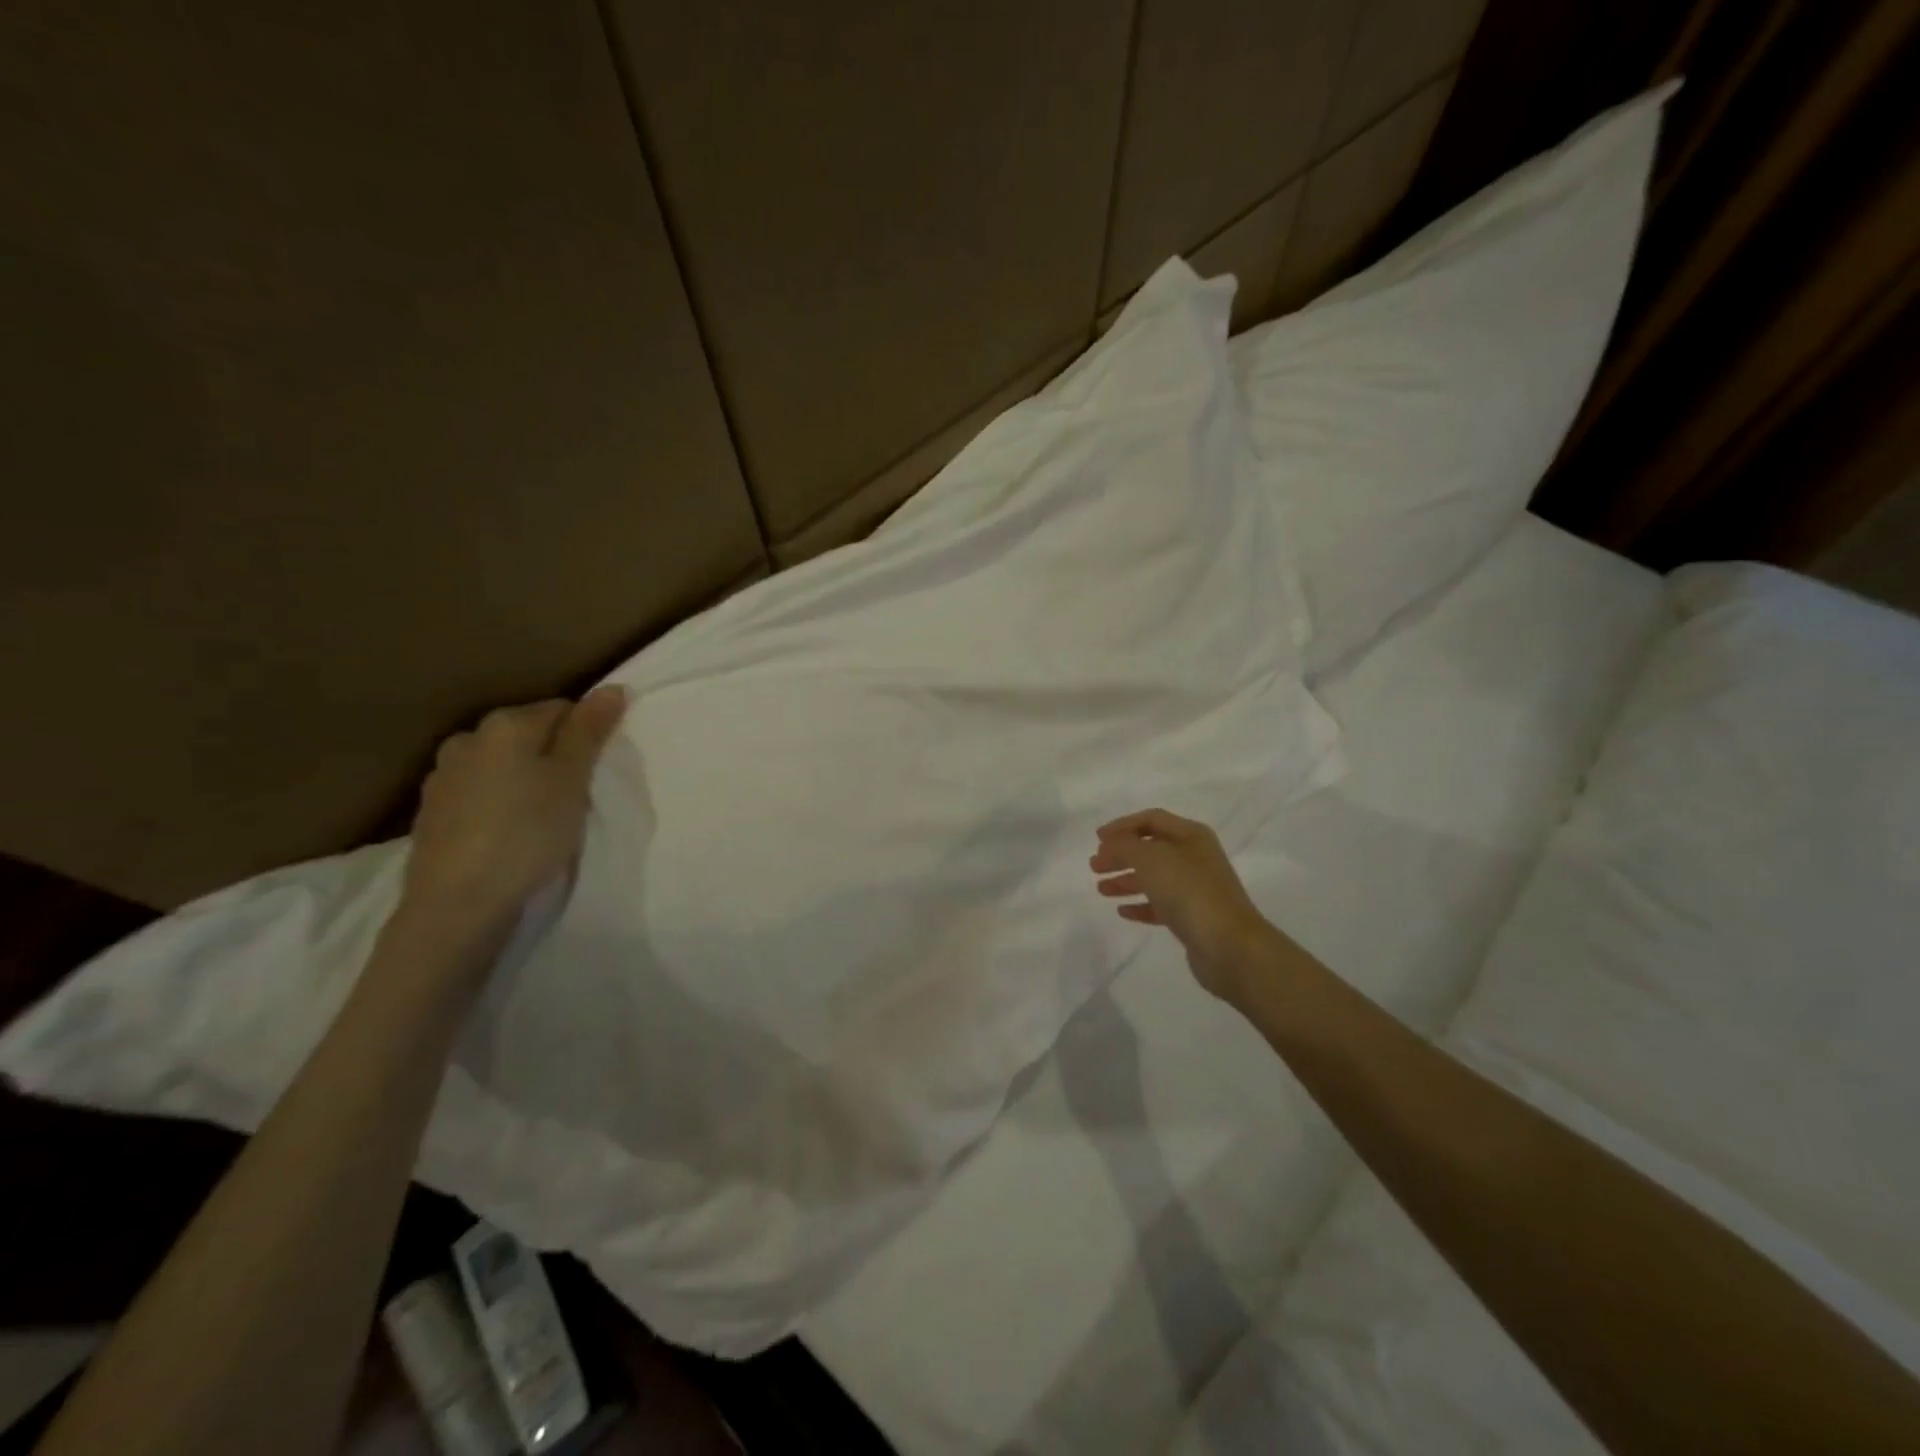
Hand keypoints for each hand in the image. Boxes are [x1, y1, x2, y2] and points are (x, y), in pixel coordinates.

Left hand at [402, 686, 627, 930]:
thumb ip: (589, 731)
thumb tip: (612, 687)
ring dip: (523, 780)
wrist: (458, 903)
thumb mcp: (571, 780)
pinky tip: (508, 833)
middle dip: (553, 757)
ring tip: (541, 817)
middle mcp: (468, 739)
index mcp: (505, 724)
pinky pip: (479, 792)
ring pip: (501, 765)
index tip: (595, 772)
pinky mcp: (431, 812)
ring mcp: (443, 776)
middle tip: (574, 796)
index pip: (562, 709)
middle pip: (527, 735)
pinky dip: (498, 803)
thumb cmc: (527, 834)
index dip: (586, 737)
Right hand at [1091, 809, 1274, 1001]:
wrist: (1228, 945)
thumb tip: (1111, 845)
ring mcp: (1196, 889)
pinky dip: (1141, 905)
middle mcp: (1195, 858)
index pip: (1151, 819)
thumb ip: (1124, 846)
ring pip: (1154, 878)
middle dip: (1121, 854)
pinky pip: (1161, 905)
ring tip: (1101, 889)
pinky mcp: (1194, 918)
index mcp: (1191, 836)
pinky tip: (1122, 911)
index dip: (1122, 826)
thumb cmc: (1188, 891)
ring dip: (1126, 880)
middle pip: (1151, 849)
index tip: (1097, 840)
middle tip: (1095, 866)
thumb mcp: (1150, 858)